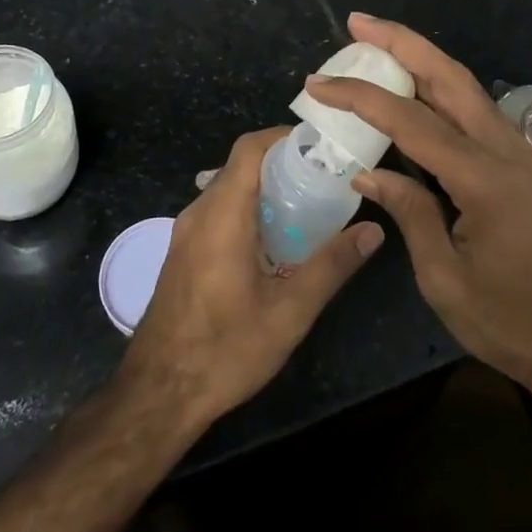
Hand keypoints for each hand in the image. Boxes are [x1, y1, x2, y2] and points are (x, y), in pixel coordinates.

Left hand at [121, 126, 382, 426]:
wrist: (158, 394)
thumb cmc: (225, 350)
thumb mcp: (289, 312)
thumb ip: (332, 266)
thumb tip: (373, 231)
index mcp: (222, 215)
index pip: (249, 149)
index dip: (283, 137)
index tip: (320, 147)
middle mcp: (198, 213)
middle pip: (240, 167)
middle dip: (282, 165)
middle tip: (325, 180)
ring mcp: (185, 233)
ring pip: (228, 190)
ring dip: (264, 190)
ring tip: (306, 208)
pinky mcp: (182, 253)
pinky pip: (217, 213)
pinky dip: (247, 211)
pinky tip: (274, 242)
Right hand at [306, 14, 531, 402]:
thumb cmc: (512, 323)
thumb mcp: (445, 279)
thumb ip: (410, 213)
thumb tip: (368, 170)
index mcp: (485, 180)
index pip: (412, 121)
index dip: (361, 97)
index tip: (319, 82)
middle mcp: (506, 151)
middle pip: (450, 77)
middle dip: (403, 42)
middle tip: (358, 22)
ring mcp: (519, 154)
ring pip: (465, 88)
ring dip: (421, 59)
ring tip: (376, 43)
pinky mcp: (521, 164)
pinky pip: (474, 112)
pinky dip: (438, 90)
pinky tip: (412, 92)